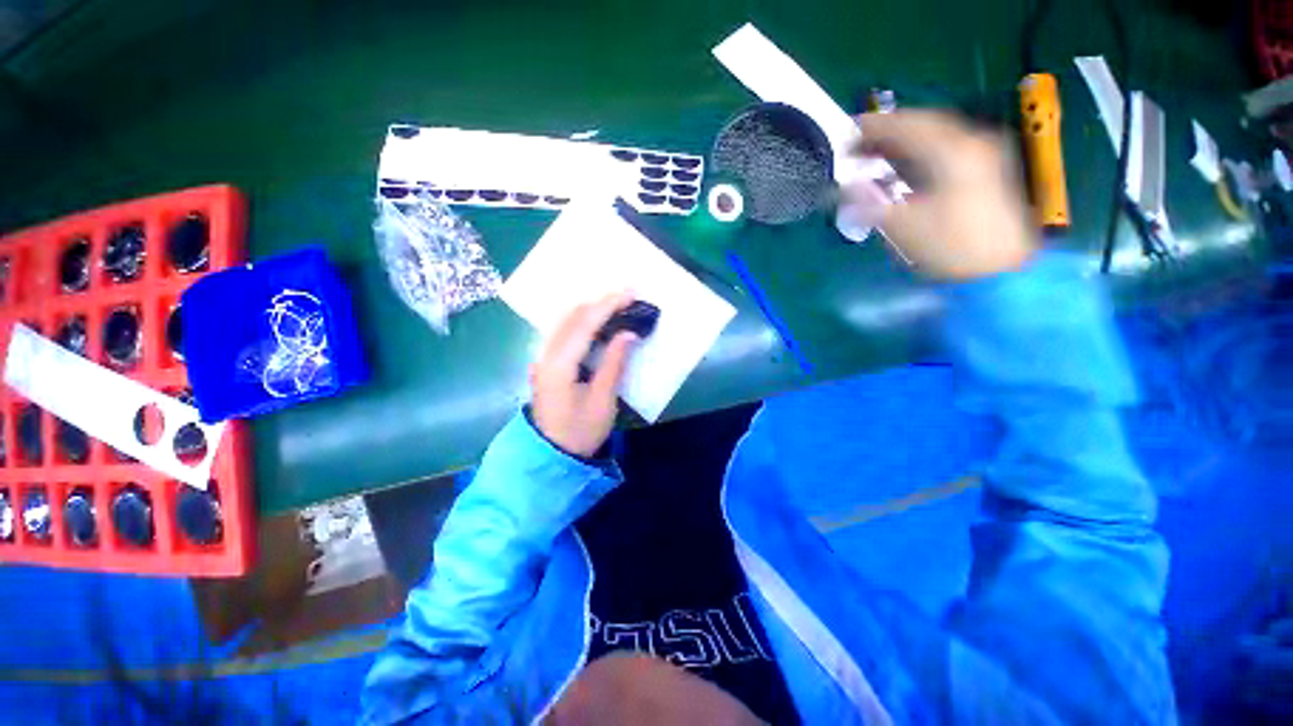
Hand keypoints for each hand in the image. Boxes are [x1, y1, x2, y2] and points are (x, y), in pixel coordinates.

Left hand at [530, 292, 638, 457]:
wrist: (551, 454)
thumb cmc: (580, 431)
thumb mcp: (603, 400)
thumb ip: (614, 363)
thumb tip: (628, 333)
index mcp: (559, 365)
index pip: (584, 324)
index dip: (608, 305)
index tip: (630, 293)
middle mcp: (545, 355)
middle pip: (570, 317)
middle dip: (599, 302)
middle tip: (627, 295)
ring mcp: (542, 358)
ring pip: (564, 321)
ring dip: (590, 308)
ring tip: (616, 304)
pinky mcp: (545, 362)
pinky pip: (562, 331)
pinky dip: (581, 320)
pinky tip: (597, 321)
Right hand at [842, 111, 1038, 280]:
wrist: (997, 269)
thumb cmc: (949, 246)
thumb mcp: (902, 226)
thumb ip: (870, 202)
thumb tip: (844, 187)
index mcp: (952, 151)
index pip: (907, 124)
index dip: (875, 125)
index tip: (847, 130)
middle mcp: (971, 142)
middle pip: (923, 124)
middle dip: (887, 131)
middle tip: (857, 143)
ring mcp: (982, 153)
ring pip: (934, 134)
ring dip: (902, 141)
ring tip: (873, 153)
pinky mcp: (984, 168)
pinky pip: (945, 147)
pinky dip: (918, 151)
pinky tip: (902, 164)